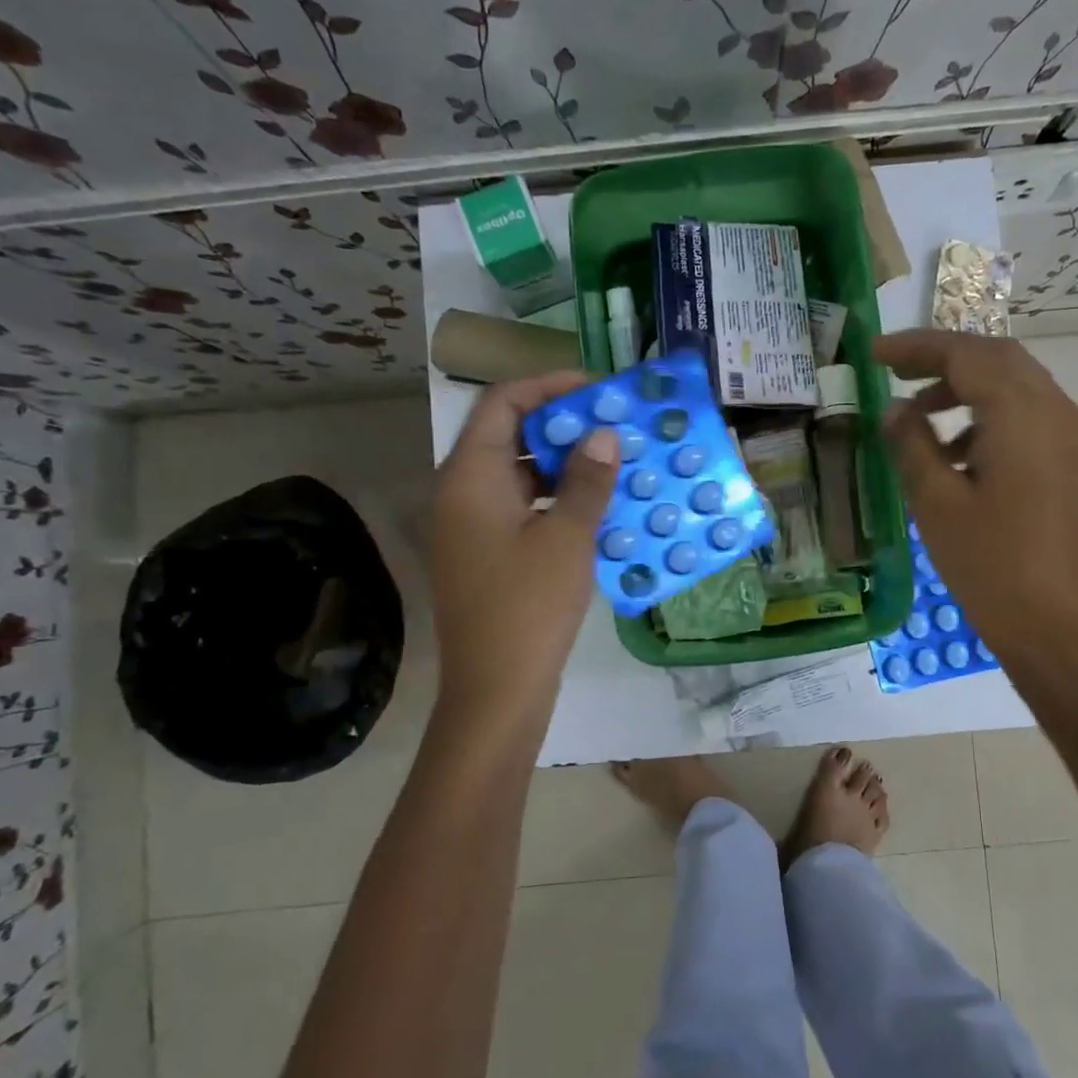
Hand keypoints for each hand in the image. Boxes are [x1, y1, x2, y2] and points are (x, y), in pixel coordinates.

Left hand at [430, 372, 619, 710]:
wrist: (496, 691)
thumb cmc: (529, 607)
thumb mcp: (568, 538)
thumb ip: (588, 480)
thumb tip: (604, 434)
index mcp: (470, 477)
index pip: (503, 403)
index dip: (549, 387)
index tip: (598, 389)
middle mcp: (462, 493)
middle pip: (510, 437)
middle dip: (564, 427)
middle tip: (615, 426)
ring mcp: (472, 528)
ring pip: (520, 476)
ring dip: (565, 466)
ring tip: (616, 462)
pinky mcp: (487, 556)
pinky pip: (522, 510)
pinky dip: (557, 501)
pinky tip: (599, 508)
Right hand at [874, 330, 1077, 657]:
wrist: (1056, 626)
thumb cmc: (989, 566)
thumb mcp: (936, 503)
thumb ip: (912, 444)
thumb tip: (896, 410)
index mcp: (1024, 417)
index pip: (968, 356)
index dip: (917, 348)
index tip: (874, 353)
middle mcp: (1059, 413)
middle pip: (999, 359)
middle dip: (944, 359)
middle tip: (895, 371)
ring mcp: (1075, 438)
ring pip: (1018, 385)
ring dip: (968, 387)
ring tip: (919, 415)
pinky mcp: (1076, 462)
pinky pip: (1030, 416)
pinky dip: (990, 416)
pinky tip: (957, 452)